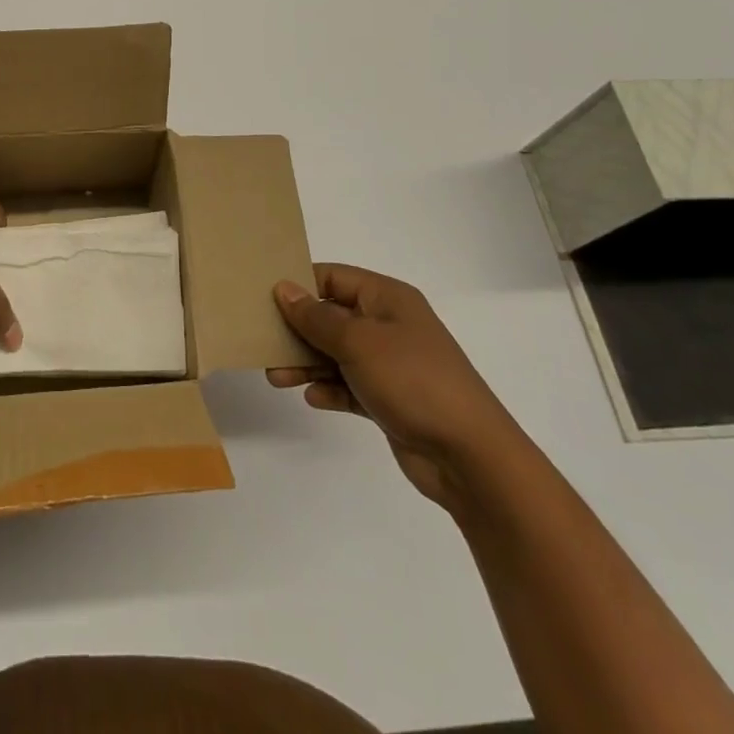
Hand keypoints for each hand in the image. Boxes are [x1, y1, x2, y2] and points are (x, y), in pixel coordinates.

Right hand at [267, 264, 524, 510]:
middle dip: (297, 329)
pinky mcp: (390, 399)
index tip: (263, 296)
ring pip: (336, 353)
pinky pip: (349, 385)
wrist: (470, 456)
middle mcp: (388, 325)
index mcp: (387, 298)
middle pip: (331, 316)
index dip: (299, 283)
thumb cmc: (413, 380)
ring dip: (306, 363)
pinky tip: (312, 398)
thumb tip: (284, 288)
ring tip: (276, 377)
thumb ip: (316, 317)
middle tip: (263, 341)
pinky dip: (330, 389)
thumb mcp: (358, 342)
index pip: (334, 277)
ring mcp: (391, 364)